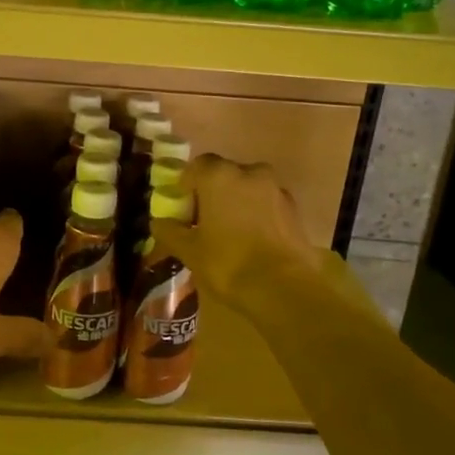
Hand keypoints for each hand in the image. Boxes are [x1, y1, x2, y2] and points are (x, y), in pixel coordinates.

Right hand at [149, 154, 339, 313]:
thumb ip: (170, 231)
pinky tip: (252, 240)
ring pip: (248, 188)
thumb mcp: (189, 251)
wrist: (284, 288)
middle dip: (212, 192)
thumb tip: (159, 222)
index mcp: (219, 175)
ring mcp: (276, 189)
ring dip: (237, 202)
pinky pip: (267, 204)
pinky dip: (257, 215)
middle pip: (224, 175)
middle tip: (203, 220)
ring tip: (229, 232)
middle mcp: (249, 172)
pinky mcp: (294, 210)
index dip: (186, 184)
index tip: (182, 207)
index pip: (196, 166)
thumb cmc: (228, 263)